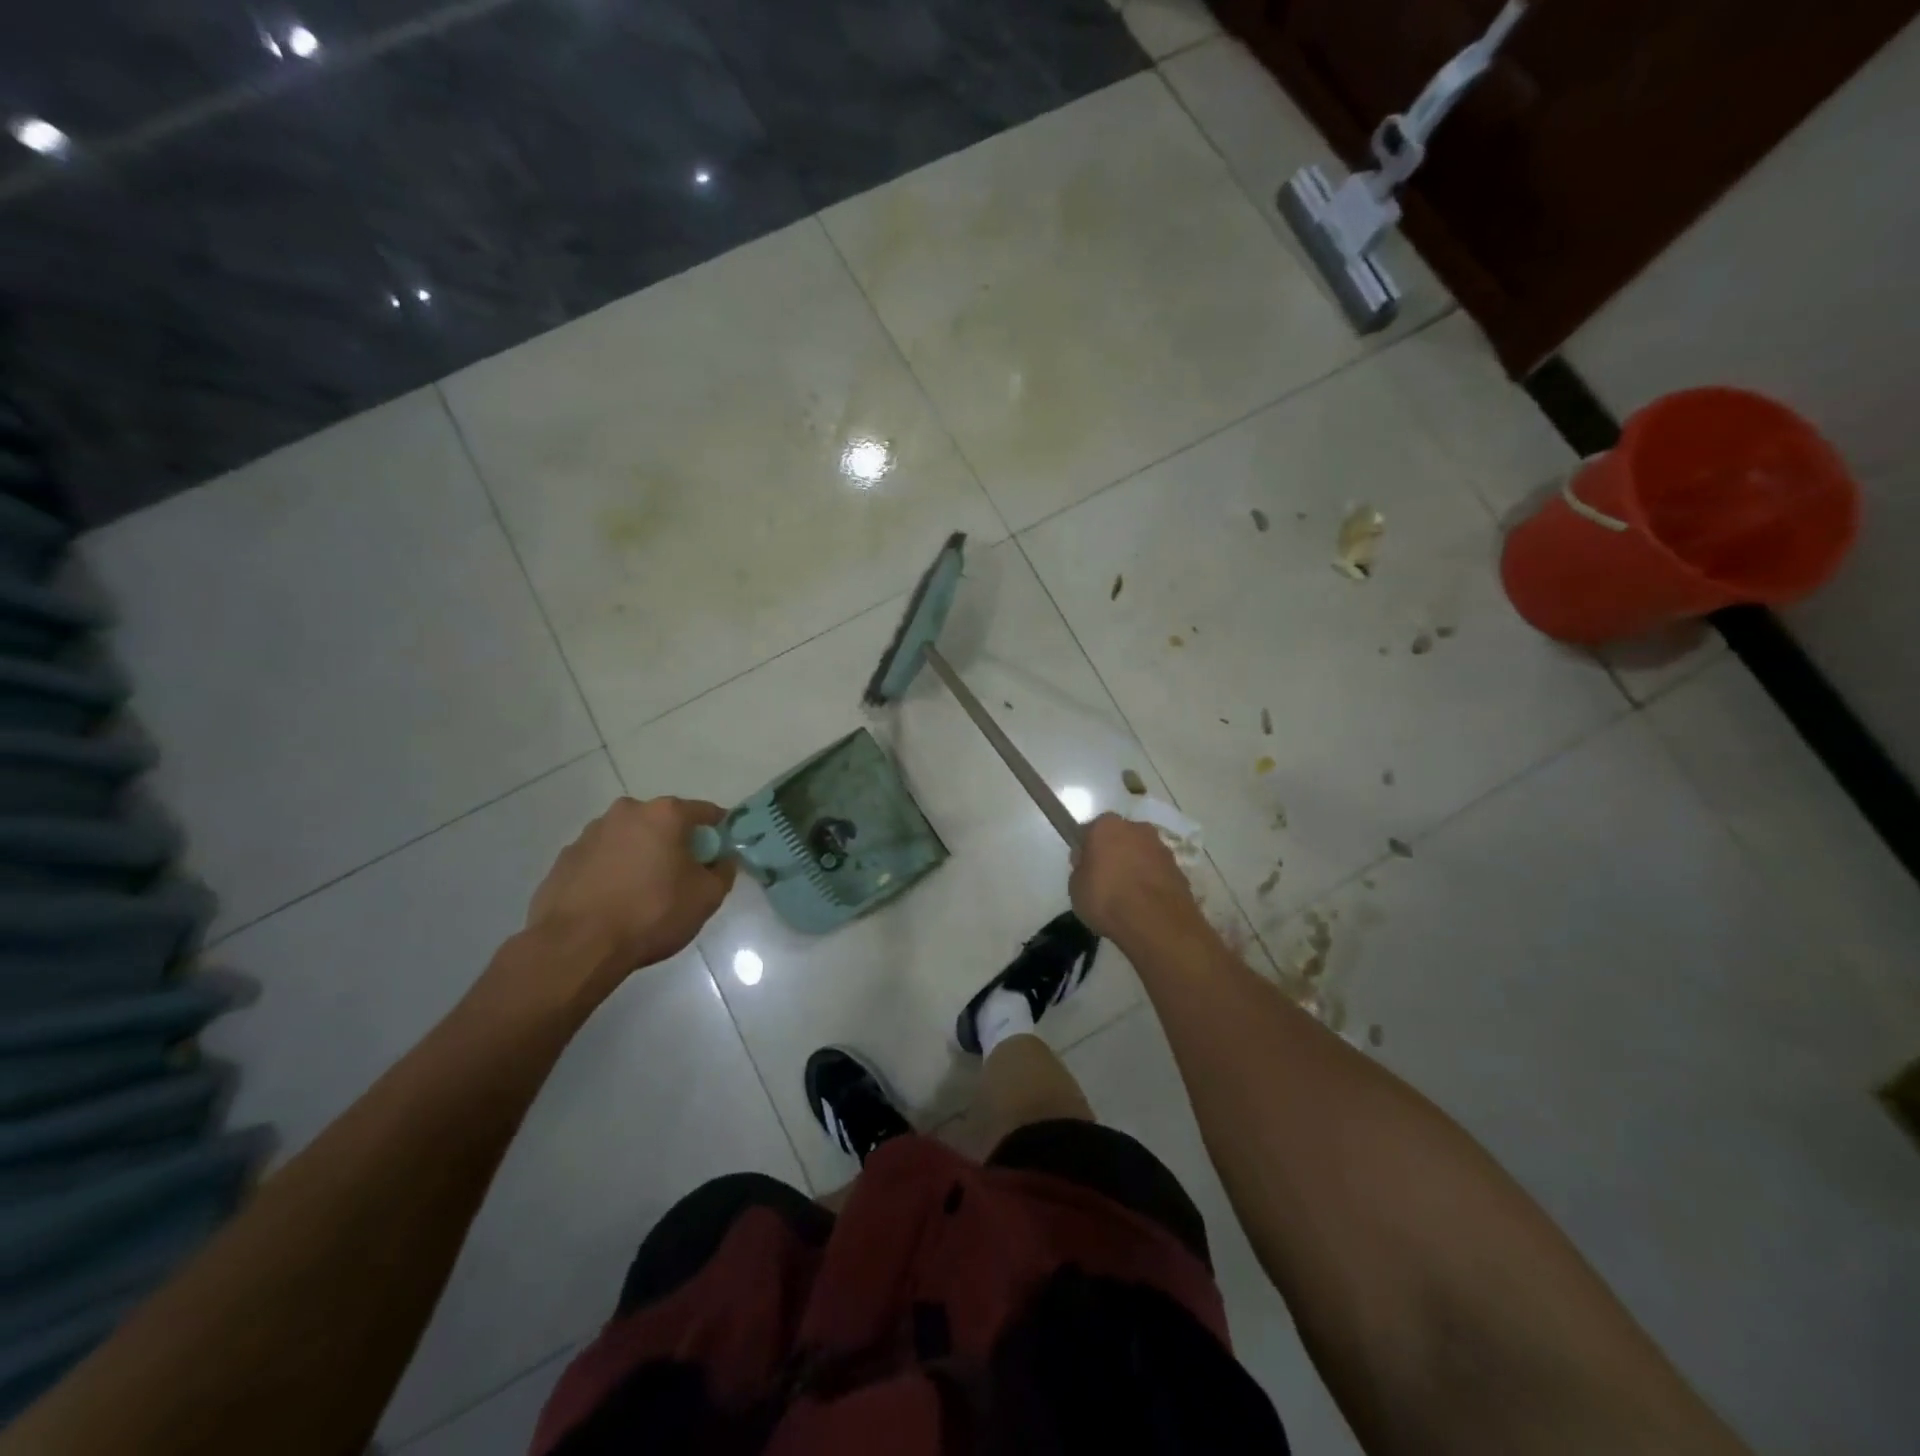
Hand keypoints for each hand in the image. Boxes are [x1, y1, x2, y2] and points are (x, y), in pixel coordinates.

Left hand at [522, 796, 736, 1004]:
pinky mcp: (564, 858)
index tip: (721, 854)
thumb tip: (722, 860)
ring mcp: (590, 833)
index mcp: (664, 814)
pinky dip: (612, 872)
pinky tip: (613, 903)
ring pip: (630, 839)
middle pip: (663, 822)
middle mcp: (626, 812)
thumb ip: (724, 871)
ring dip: (641, 856)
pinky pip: (601, 859)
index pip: (705, 812)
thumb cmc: (651, 913)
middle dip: (675, 843)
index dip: (718, 832)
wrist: (576, 946)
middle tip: (682, 877)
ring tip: (642, 894)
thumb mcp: (707, 897)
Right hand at [1069, 813, 1203, 943]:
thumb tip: (1090, 865)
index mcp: (1106, 825)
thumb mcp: (1075, 887)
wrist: (1156, 923)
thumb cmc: (1107, 899)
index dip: (1085, 850)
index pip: (1090, 831)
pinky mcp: (1179, 869)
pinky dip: (1151, 881)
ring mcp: (1161, 847)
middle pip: (1119, 837)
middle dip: (1113, 853)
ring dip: (1134, 866)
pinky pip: (1157, 871)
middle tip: (1105, 880)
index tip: (1083, 868)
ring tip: (1127, 896)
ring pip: (1141, 853)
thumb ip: (1081, 869)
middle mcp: (1136, 828)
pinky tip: (1144, 904)